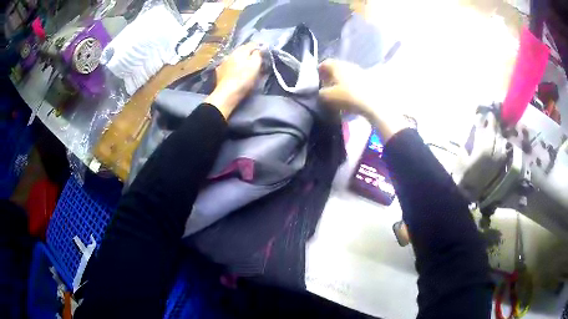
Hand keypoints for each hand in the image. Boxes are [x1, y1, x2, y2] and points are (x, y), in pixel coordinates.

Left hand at [205, 43, 262, 118]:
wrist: (227, 93)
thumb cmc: (244, 78)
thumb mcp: (255, 64)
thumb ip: (258, 54)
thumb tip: (259, 49)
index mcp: (241, 51)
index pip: (252, 44)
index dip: (259, 46)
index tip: (264, 51)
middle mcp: (231, 54)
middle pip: (242, 50)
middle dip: (249, 52)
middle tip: (256, 58)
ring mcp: (223, 63)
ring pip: (235, 57)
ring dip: (240, 59)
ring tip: (246, 65)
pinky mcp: (219, 72)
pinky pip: (229, 65)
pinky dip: (233, 66)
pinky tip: (235, 71)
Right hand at [318, 59, 408, 142]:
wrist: (375, 103)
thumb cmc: (348, 97)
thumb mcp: (328, 97)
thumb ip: (321, 93)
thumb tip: (321, 92)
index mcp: (337, 65)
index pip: (324, 64)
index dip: (319, 72)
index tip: (318, 81)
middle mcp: (348, 64)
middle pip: (336, 69)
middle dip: (331, 78)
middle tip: (327, 89)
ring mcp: (360, 71)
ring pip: (347, 75)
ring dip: (342, 83)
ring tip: (339, 95)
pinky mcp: (369, 80)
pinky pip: (356, 82)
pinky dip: (351, 88)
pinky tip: (351, 98)